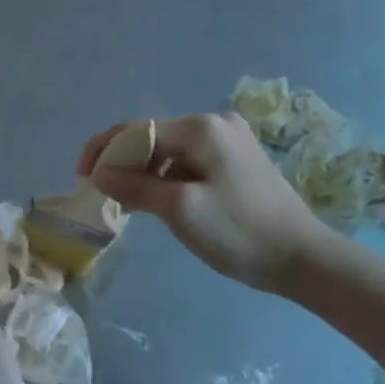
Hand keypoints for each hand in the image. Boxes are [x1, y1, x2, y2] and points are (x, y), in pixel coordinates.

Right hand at [78, 112, 343, 294]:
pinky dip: (166, 179)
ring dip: (143, 172)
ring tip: (127, 202)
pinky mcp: (237, 163)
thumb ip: (135, 187)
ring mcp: (230, 142)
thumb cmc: (239, 232)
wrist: (302, 258)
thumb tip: (99, 174)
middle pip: (153, 136)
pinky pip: (188, 163)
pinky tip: (158, 201)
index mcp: (202, 129)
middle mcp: (216, 124)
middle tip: (102, 193)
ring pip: (169, 151)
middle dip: (122, 162)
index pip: (137, 129)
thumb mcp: (180, 210)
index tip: (82, 179)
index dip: (104, 150)